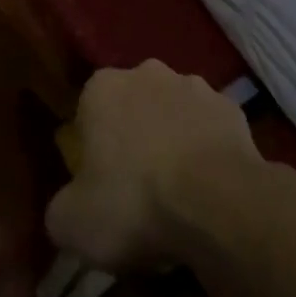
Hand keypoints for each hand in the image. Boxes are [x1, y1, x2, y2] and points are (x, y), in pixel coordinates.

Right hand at [44, 61, 261, 273]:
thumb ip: (62, 206)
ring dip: (173, 141)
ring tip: (178, 193)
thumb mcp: (70, 223)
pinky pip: (210, 131)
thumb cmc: (133, 204)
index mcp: (103, 88)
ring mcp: (196, 87)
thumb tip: (72, 205)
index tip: (99, 184)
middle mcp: (149, 73)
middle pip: (134, 107)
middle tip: (137, 189)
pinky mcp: (233, 109)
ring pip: (174, 115)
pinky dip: (208, 153)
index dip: (92, 149)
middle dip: (135, 138)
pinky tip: (209, 189)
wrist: (217, 203)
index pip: (88, 111)